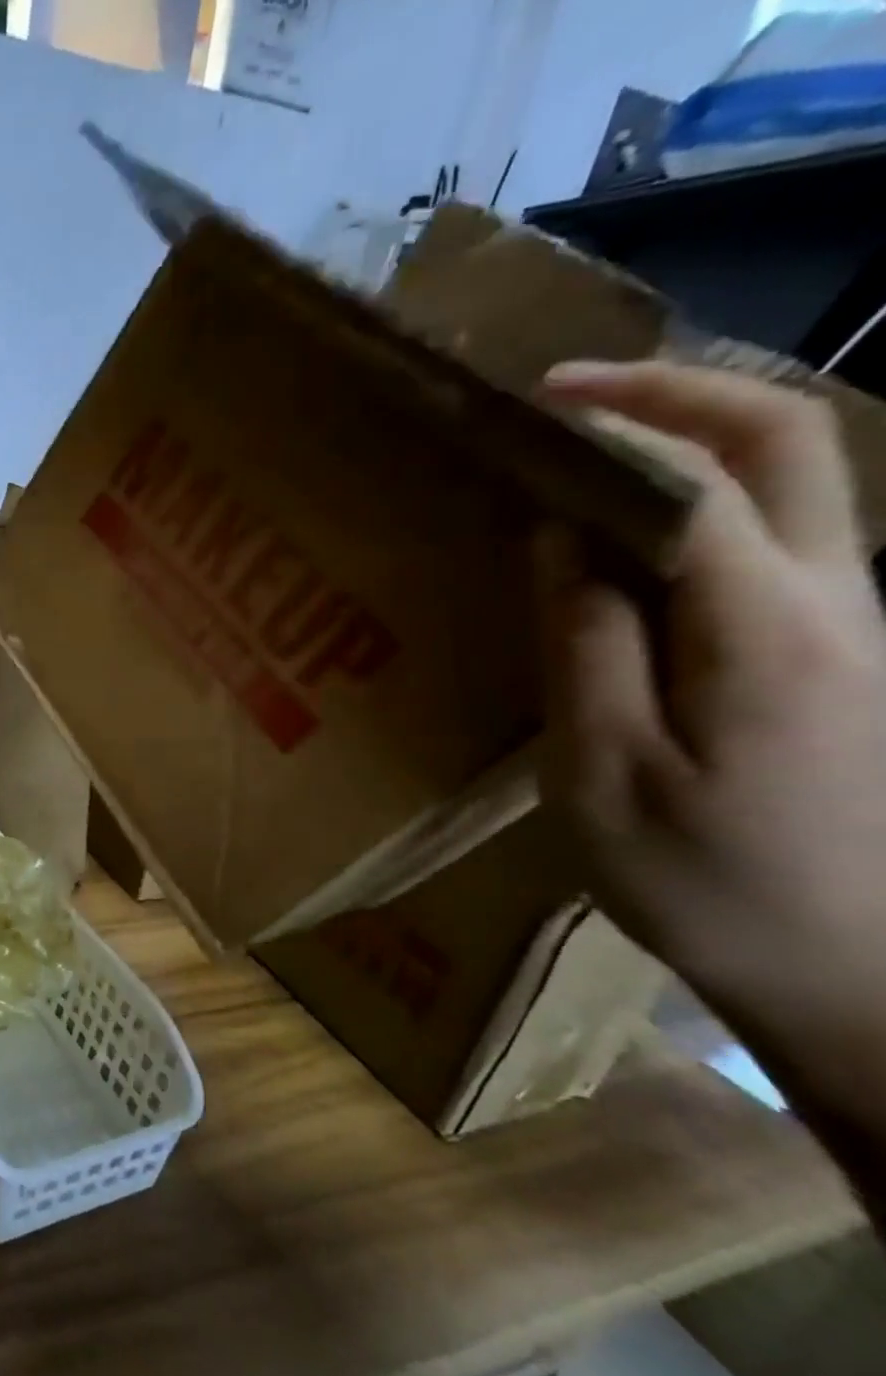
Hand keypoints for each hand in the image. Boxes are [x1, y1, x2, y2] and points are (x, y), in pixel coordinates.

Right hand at [535, 359, 885, 1130]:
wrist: (863, 975)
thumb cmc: (706, 882)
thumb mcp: (601, 771)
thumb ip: (583, 645)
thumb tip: (559, 537)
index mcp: (768, 631)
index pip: (700, 480)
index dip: (617, 425)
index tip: (531, 406)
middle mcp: (842, 600)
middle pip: (790, 443)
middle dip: (679, 392)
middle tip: (570, 391)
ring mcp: (859, 623)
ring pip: (801, 481)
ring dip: (697, 437)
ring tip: (591, 443)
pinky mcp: (846, 652)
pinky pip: (782, 538)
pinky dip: (706, 500)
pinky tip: (633, 528)